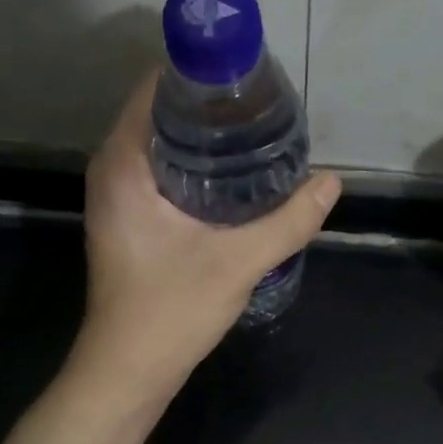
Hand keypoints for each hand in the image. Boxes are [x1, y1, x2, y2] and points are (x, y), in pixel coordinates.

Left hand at [74, 72, 340, 389]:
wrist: (129, 369)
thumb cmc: (170, 311)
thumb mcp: (238, 262)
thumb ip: (289, 221)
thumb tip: (332, 183)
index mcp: (124, 163)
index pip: (157, 88)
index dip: (202, 74)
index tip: (249, 77)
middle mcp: (111, 169)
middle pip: (161, 112)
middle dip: (211, 106)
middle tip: (265, 108)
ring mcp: (116, 196)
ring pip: (161, 143)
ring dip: (204, 137)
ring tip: (258, 136)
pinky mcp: (128, 219)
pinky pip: (160, 170)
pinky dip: (194, 164)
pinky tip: (235, 177)